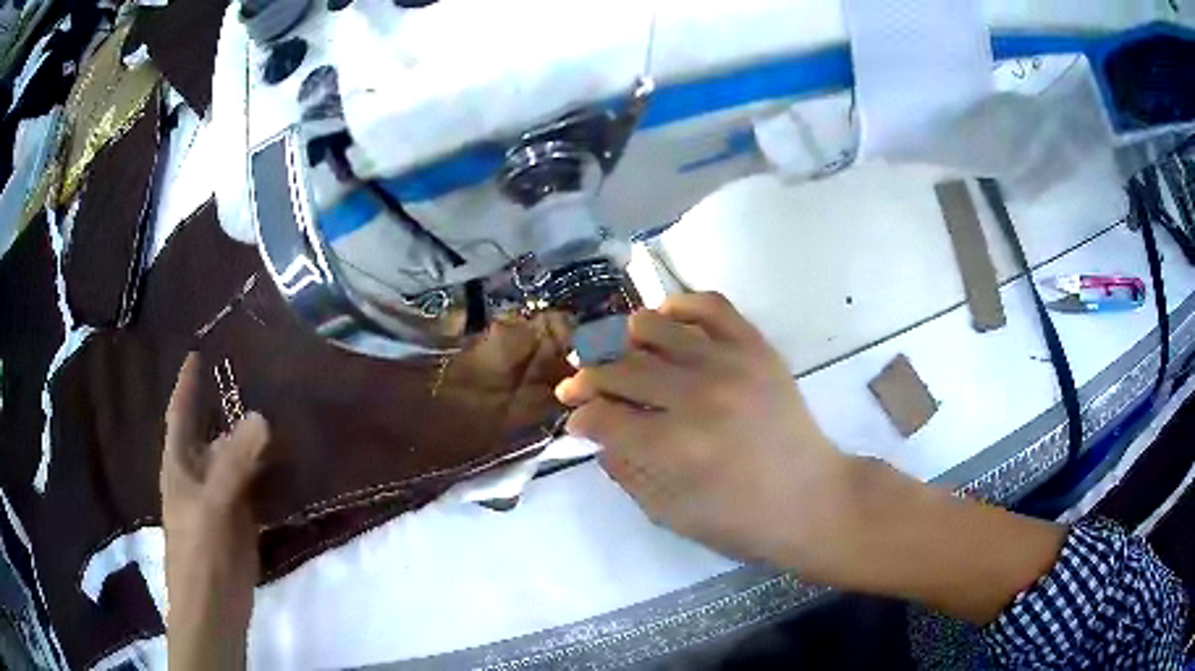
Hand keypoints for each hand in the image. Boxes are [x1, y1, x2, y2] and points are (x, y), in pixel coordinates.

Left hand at [162, 353, 269, 669]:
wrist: (214, 607)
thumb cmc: (200, 552)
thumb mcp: (212, 504)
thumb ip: (234, 463)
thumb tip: (262, 415)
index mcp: (180, 465)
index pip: (181, 415)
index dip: (186, 385)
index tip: (197, 353)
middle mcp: (199, 474)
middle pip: (212, 433)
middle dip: (226, 407)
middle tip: (254, 376)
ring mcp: (221, 498)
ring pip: (236, 458)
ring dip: (252, 439)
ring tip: (278, 409)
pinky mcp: (242, 520)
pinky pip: (254, 485)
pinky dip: (267, 470)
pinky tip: (286, 458)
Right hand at [557, 293, 1065, 623]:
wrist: (842, 510)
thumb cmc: (769, 531)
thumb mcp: (692, 521)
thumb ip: (640, 473)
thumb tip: (602, 435)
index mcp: (689, 450)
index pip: (611, 411)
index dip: (583, 405)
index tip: (565, 402)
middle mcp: (714, 399)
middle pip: (635, 365)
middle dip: (600, 365)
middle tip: (582, 369)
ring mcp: (749, 366)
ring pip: (671, 329)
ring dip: (638, 332)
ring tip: (624, 340)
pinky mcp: (774, 353)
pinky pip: (723, 311)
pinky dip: (692, 303)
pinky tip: (675, 308)